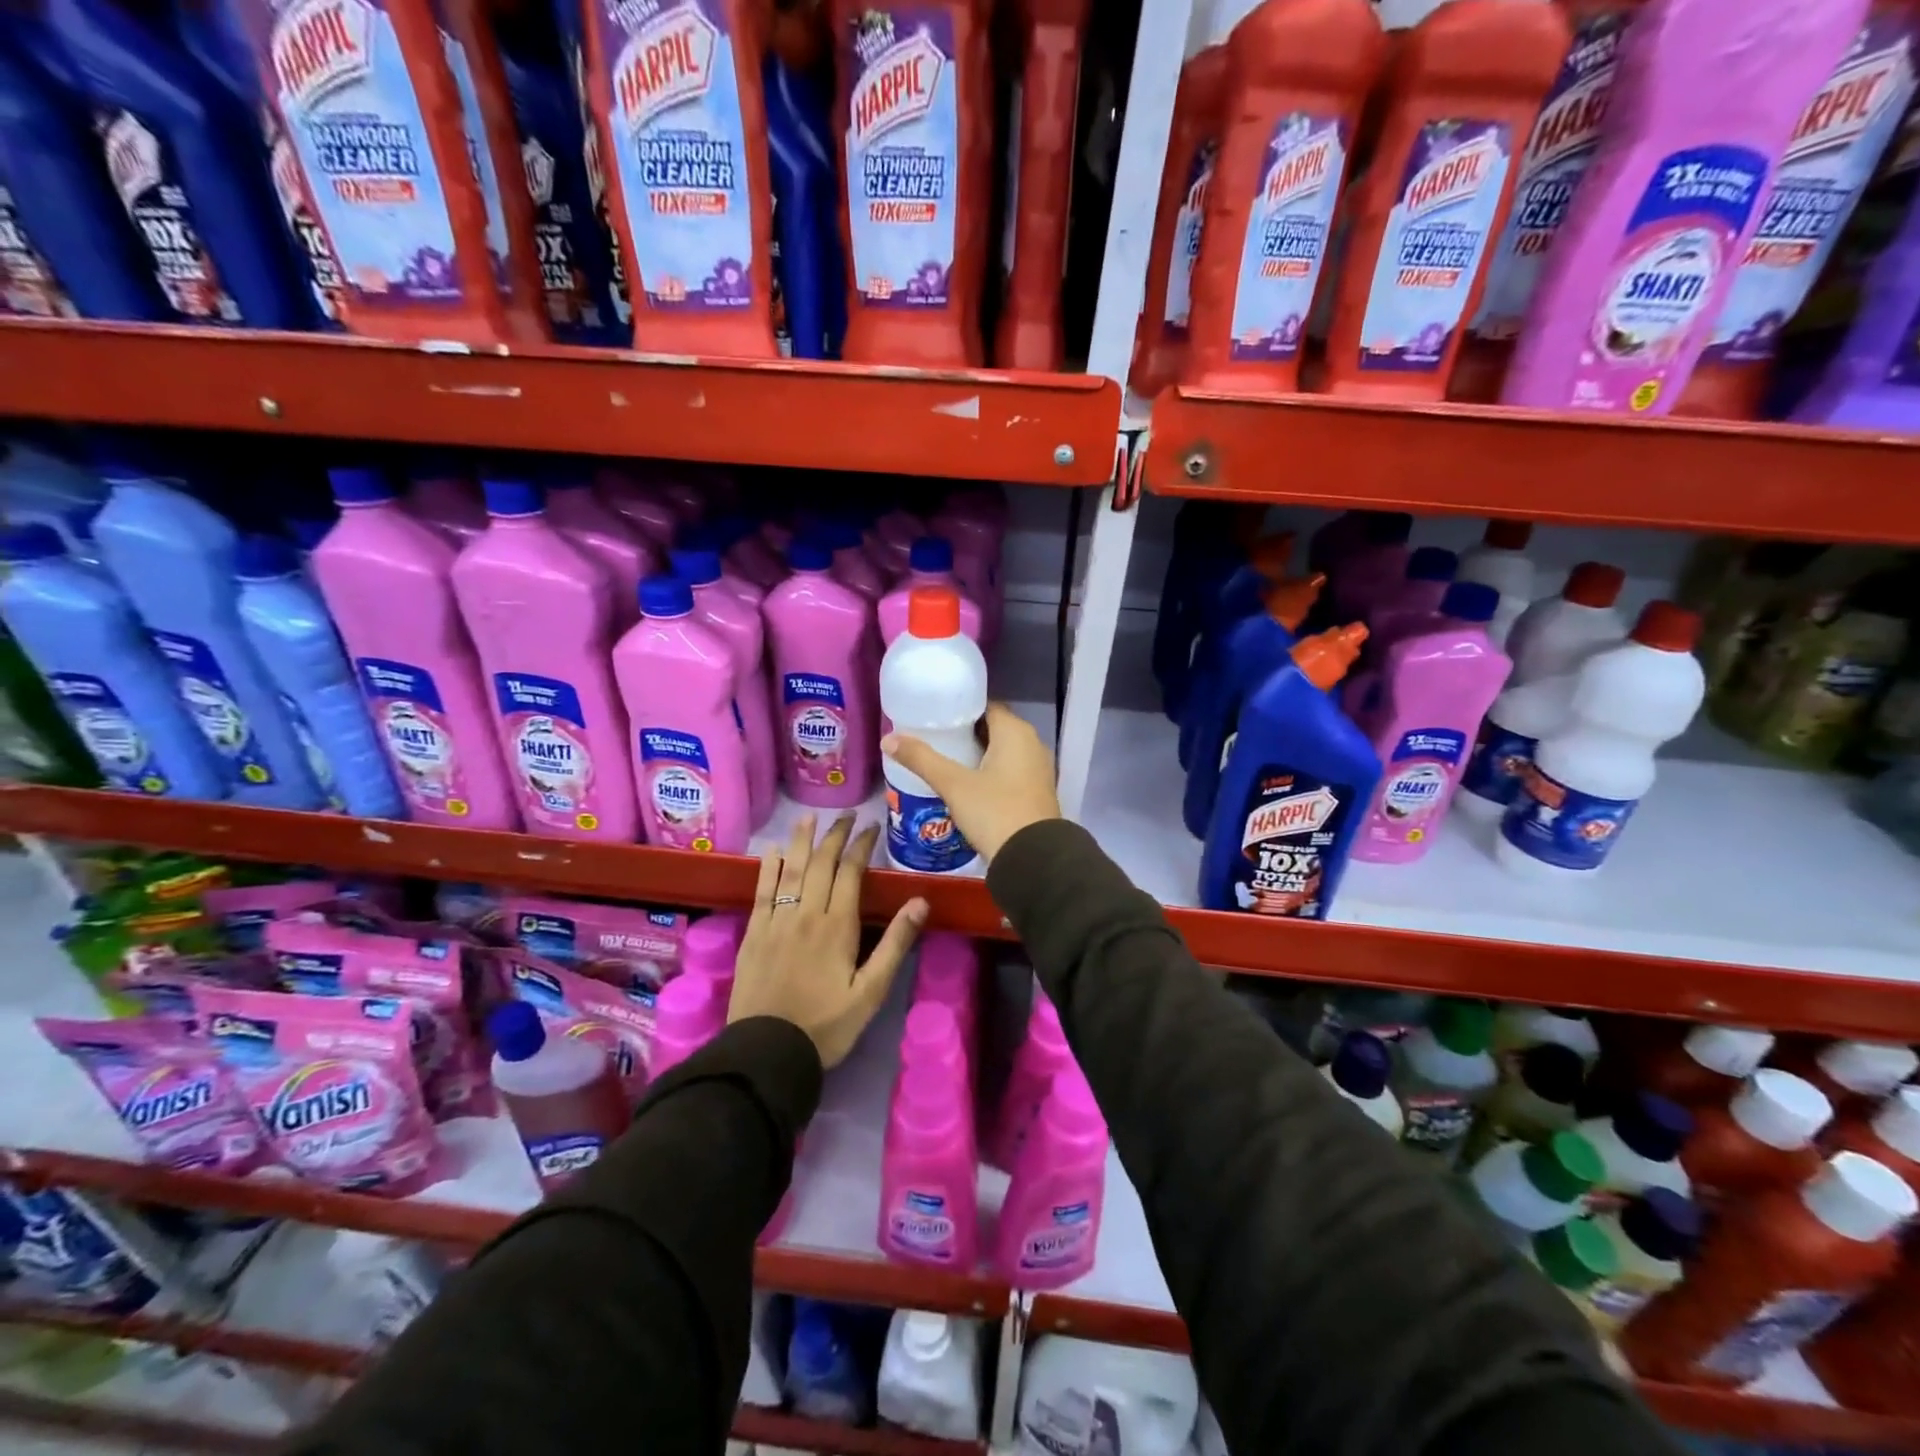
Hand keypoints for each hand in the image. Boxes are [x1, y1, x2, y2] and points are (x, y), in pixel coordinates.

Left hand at [728, 813, 928, 1068]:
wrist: (767, 1052)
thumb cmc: (827, 1025)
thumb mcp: (871, 991)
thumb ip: (895, 943)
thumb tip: (920, 901)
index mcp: (837, 926)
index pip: (851, 872)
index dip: (861, 845)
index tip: (870, 827)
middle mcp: (806, 914)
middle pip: (821, 864)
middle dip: (835, 835)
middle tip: (846, 816)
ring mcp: (776, 921)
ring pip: (790, 870)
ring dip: (801, 841)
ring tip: (808, 817)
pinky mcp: (754, 934)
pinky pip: (762, 891)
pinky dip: (768, 868)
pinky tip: (773, 852)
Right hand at [881, 702, 1060, 863]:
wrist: (1033, 860)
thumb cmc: (994, 812)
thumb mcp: (953, 785)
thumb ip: (921, 759)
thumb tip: (888, 738)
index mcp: (1016, 732)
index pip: (986, 706)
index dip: (960, 709)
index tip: (934, 715)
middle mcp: (1032, 744)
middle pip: (993, 728)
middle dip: (964, 733)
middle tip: (932, 738)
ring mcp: (1037, 769)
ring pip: (1001, 752)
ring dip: (976, 754)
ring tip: (943, 760)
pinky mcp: (1036, 792)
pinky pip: (1009, 771)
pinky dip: (989, 772)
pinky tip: (965, 784)